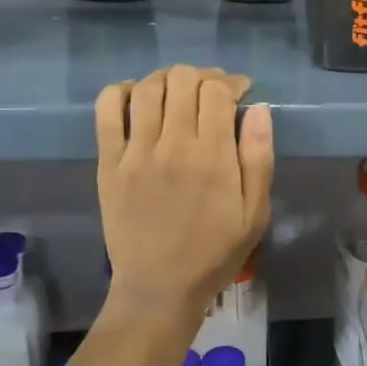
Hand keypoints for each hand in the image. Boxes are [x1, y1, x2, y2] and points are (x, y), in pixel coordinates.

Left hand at [95, 66, 273, 324]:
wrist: (159, 288)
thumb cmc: (214, 253)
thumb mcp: (255, 214)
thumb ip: (259, 158)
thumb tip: (259, 109)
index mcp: (212, 157)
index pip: (216, 91)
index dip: (231, 82)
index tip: (240, 92)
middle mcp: (172, 145)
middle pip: (182, 80)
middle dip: (202, 77)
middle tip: (211, 93)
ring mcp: (135, 152)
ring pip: (147, 87)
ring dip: (167, 79)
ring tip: (178, 94)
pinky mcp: (108, 163)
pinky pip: (107, 110)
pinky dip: (122, 91)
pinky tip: (137, 98)